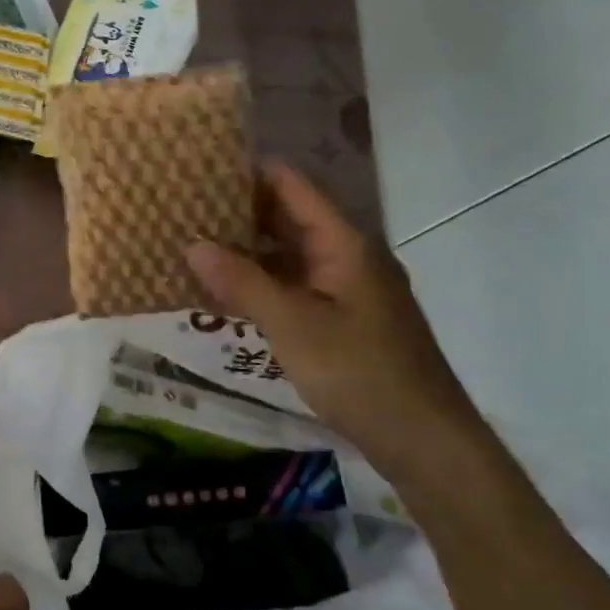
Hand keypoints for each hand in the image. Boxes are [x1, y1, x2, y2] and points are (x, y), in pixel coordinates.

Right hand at [185, 161, 485, 487]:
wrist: (424, 440)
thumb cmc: (359, 372)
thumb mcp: (292, 324)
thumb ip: (242, 282)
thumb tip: (192, 245)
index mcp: (344, 244)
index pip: (292, 187)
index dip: (249, 173)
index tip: (201, 170)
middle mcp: (348, 257)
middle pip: (290, 219)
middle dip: (239, 214)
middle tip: (185, 211)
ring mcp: (348, 291)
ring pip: (291, 257)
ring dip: (247, 253)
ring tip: (194, 248)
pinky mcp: (344, 321)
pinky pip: (296, 289)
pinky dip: (262, 286)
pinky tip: (226, 295)